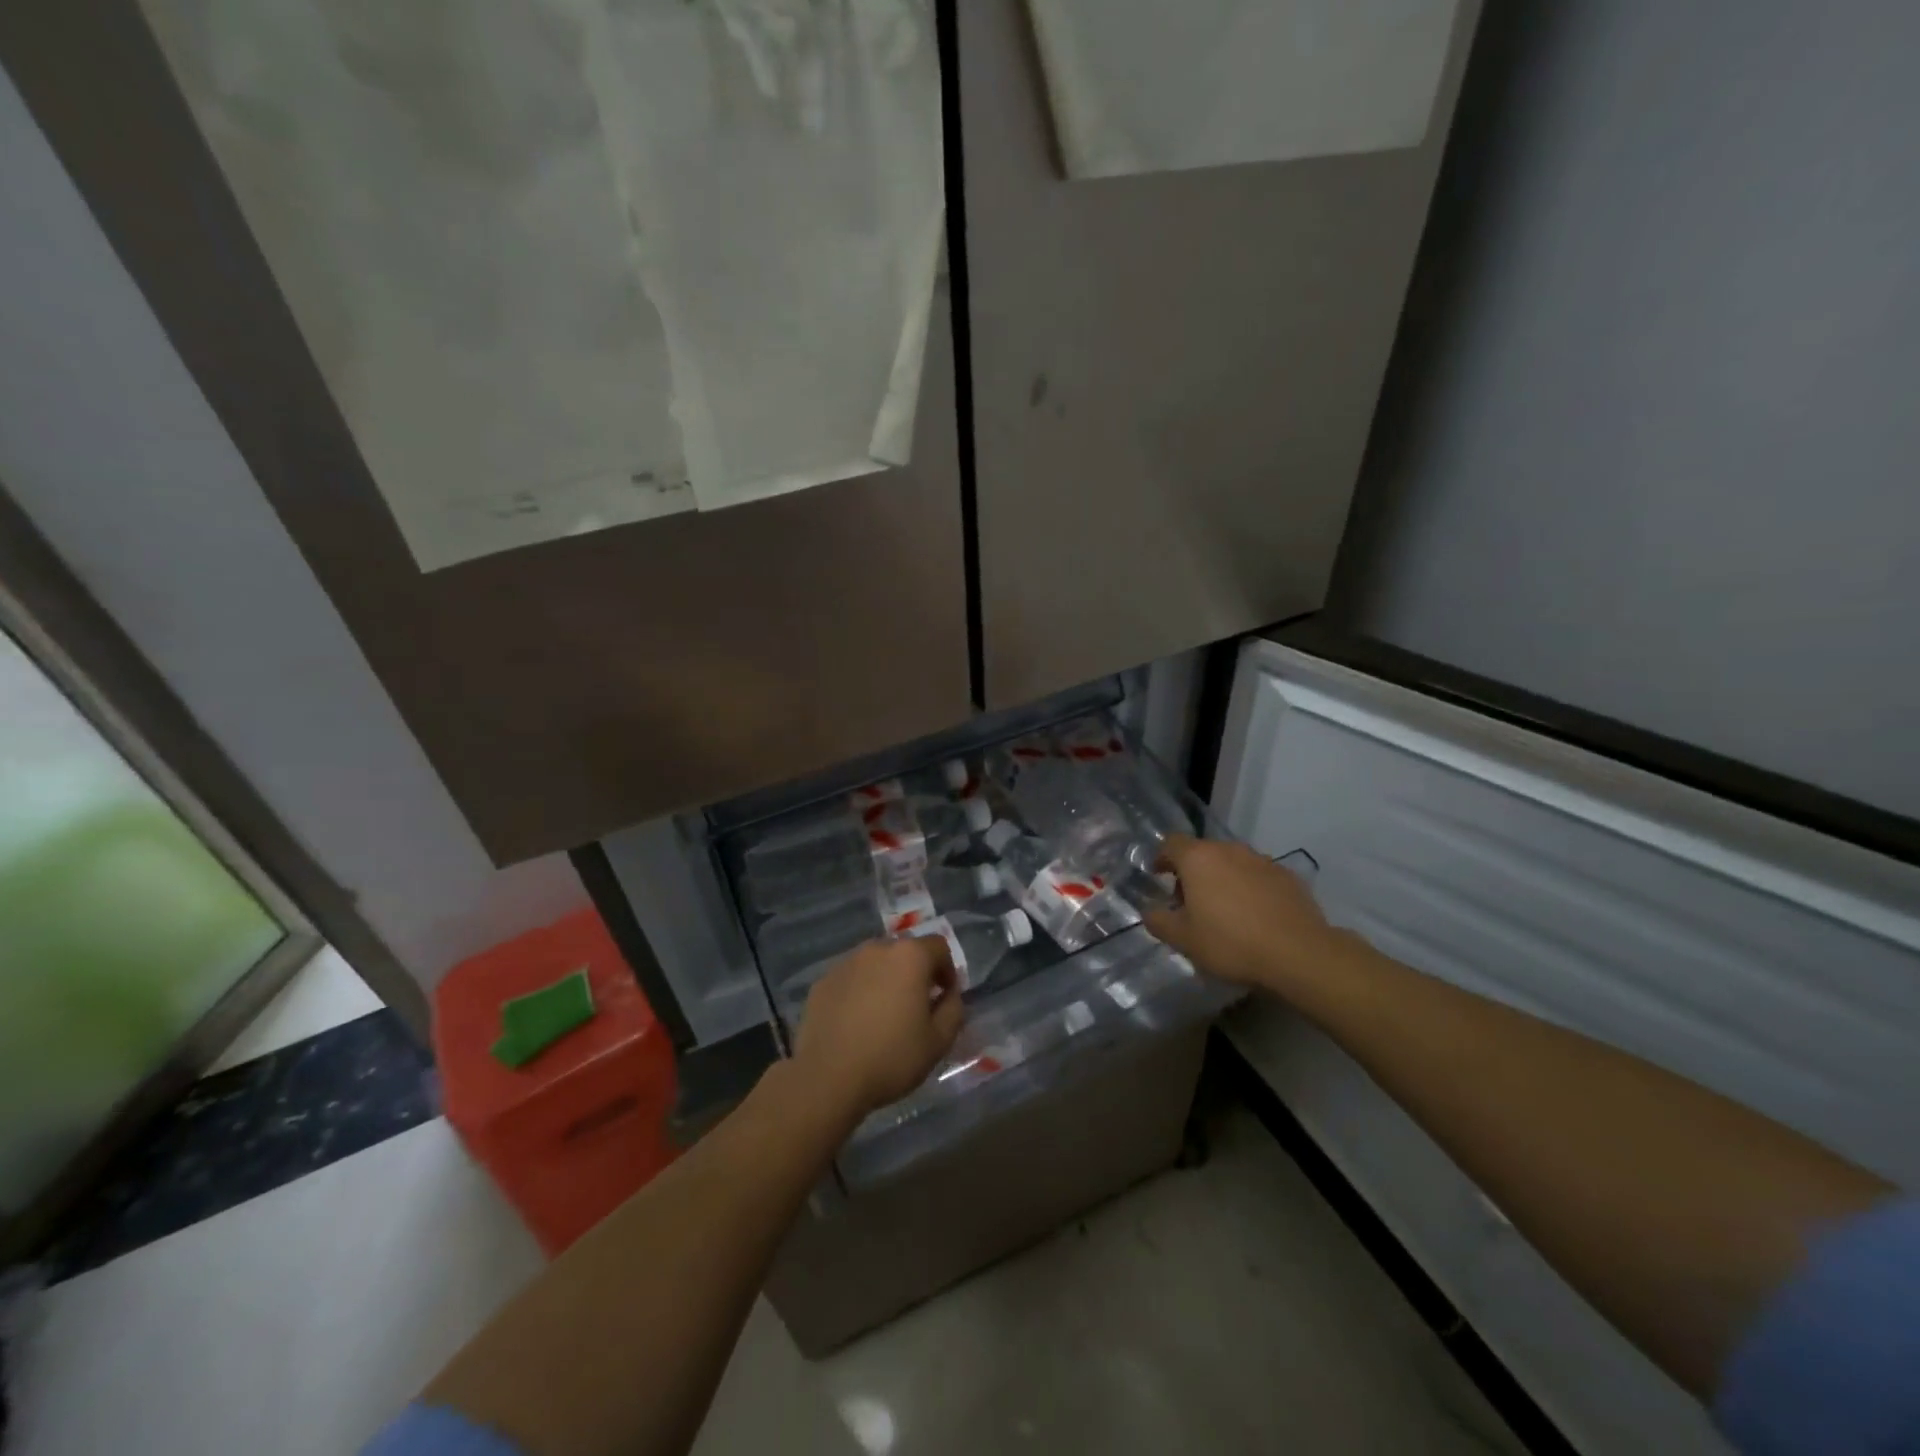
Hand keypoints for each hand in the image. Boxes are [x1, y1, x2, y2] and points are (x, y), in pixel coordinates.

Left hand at [793, 937, 964, 1117]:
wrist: (828, 1078)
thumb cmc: (891, 1057)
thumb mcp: (939, 1041)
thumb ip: (953, 1009)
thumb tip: (949, 995)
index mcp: (909, 957)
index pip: (938, 946)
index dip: (947, 970)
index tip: (944, 996)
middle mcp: (877, 949)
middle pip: (904, 952)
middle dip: (915, 973)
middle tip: (916, 1007)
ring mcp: (845, 963)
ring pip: (875, 964)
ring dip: (886, 980)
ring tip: (884, 1015)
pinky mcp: (822, 982)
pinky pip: (850, 979)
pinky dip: (859, 991)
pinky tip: (856, 1022)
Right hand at [1144, 835, 1336, 994]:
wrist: (1299, 954)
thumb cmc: (1231, 943)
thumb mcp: (1183, 940)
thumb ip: (1159, 921)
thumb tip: (1150, 912)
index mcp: (1198, 858)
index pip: (1171, 843)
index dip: (1161, 857)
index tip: (1158, 875)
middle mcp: (1229, 850)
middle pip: (1202, 852)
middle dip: (1192, 872)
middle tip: (1189, 902)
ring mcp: (1262, 860)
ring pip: (1232, 862)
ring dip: (1222, 879)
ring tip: (1224, 910)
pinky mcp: (1288, 876)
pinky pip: (1258, 876)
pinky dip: (1249, 888)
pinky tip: (1254, 916)